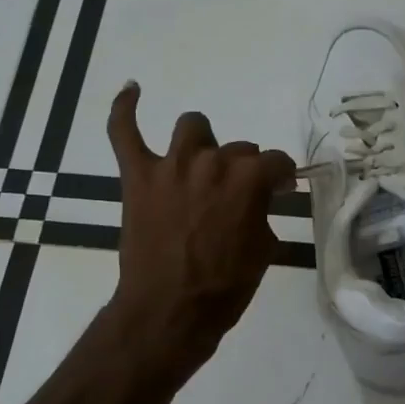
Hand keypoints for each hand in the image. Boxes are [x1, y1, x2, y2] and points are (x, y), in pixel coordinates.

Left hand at [105, 82, 295, 378]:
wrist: (169, 312)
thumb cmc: (224, 288)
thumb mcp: (263, 251)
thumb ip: (263, 214)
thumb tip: (258, 202)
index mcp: (248, 180)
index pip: (276, 162)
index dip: (281, 178)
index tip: (279, 191)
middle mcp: (212, 162)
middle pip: (237, 148)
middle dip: (243, 169)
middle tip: (238, 197)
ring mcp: (171, 166)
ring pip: (192, 127)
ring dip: (202, 143)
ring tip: (200, 164)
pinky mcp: (138, 177)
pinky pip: (124, 131)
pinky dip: (125, 109)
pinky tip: (132, 90)